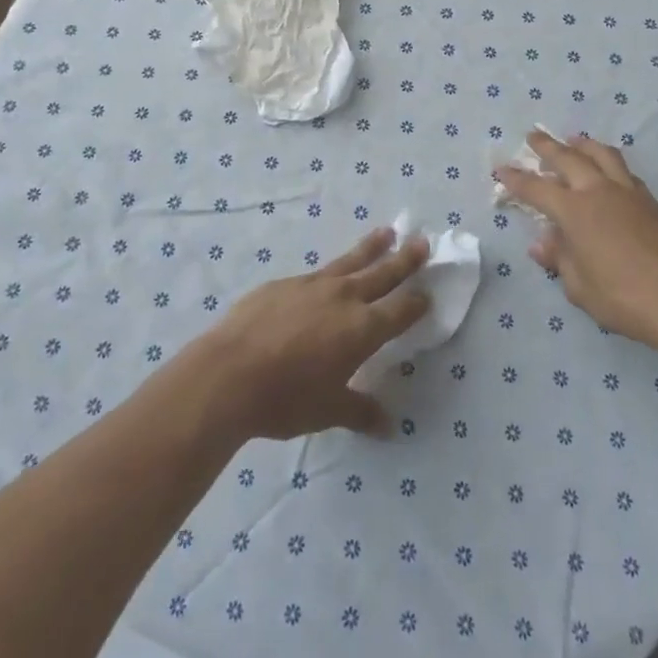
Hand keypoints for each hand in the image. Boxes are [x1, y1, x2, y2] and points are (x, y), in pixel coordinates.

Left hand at [191, 229, 430, 442]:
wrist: (228, 373)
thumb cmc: (285, 398)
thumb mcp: (327, 411)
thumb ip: (359, 411)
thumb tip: (387, 425)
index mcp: (362, 329)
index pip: (399, 311)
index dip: (416, 303)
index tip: (429, 293)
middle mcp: (343, 299)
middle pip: (382, 274)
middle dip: (405, 260)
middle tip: (422, 242)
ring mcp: (312, 285)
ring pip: (349, 261)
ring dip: (370, 248)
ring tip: (387, 232)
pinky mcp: (283, 284)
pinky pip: (316, 273)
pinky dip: (329, 271)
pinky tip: (325, 277)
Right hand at [496, 130, 657, 348]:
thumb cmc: (623, 297)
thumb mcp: (578, 286)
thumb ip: (560, 259)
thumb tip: (542, 244)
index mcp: (575, 211)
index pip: (536, 188)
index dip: (516, 178)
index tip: (501, 168)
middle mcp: (598, 191)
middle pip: (568, 157)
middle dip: (547, 146)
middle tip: (534, 137)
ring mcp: (628, 192)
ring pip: (602, 154)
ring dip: (583, 145)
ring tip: (574, 141)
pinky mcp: (651, 200)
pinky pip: (624, 170)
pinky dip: (609, 163)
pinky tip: (608, 170)